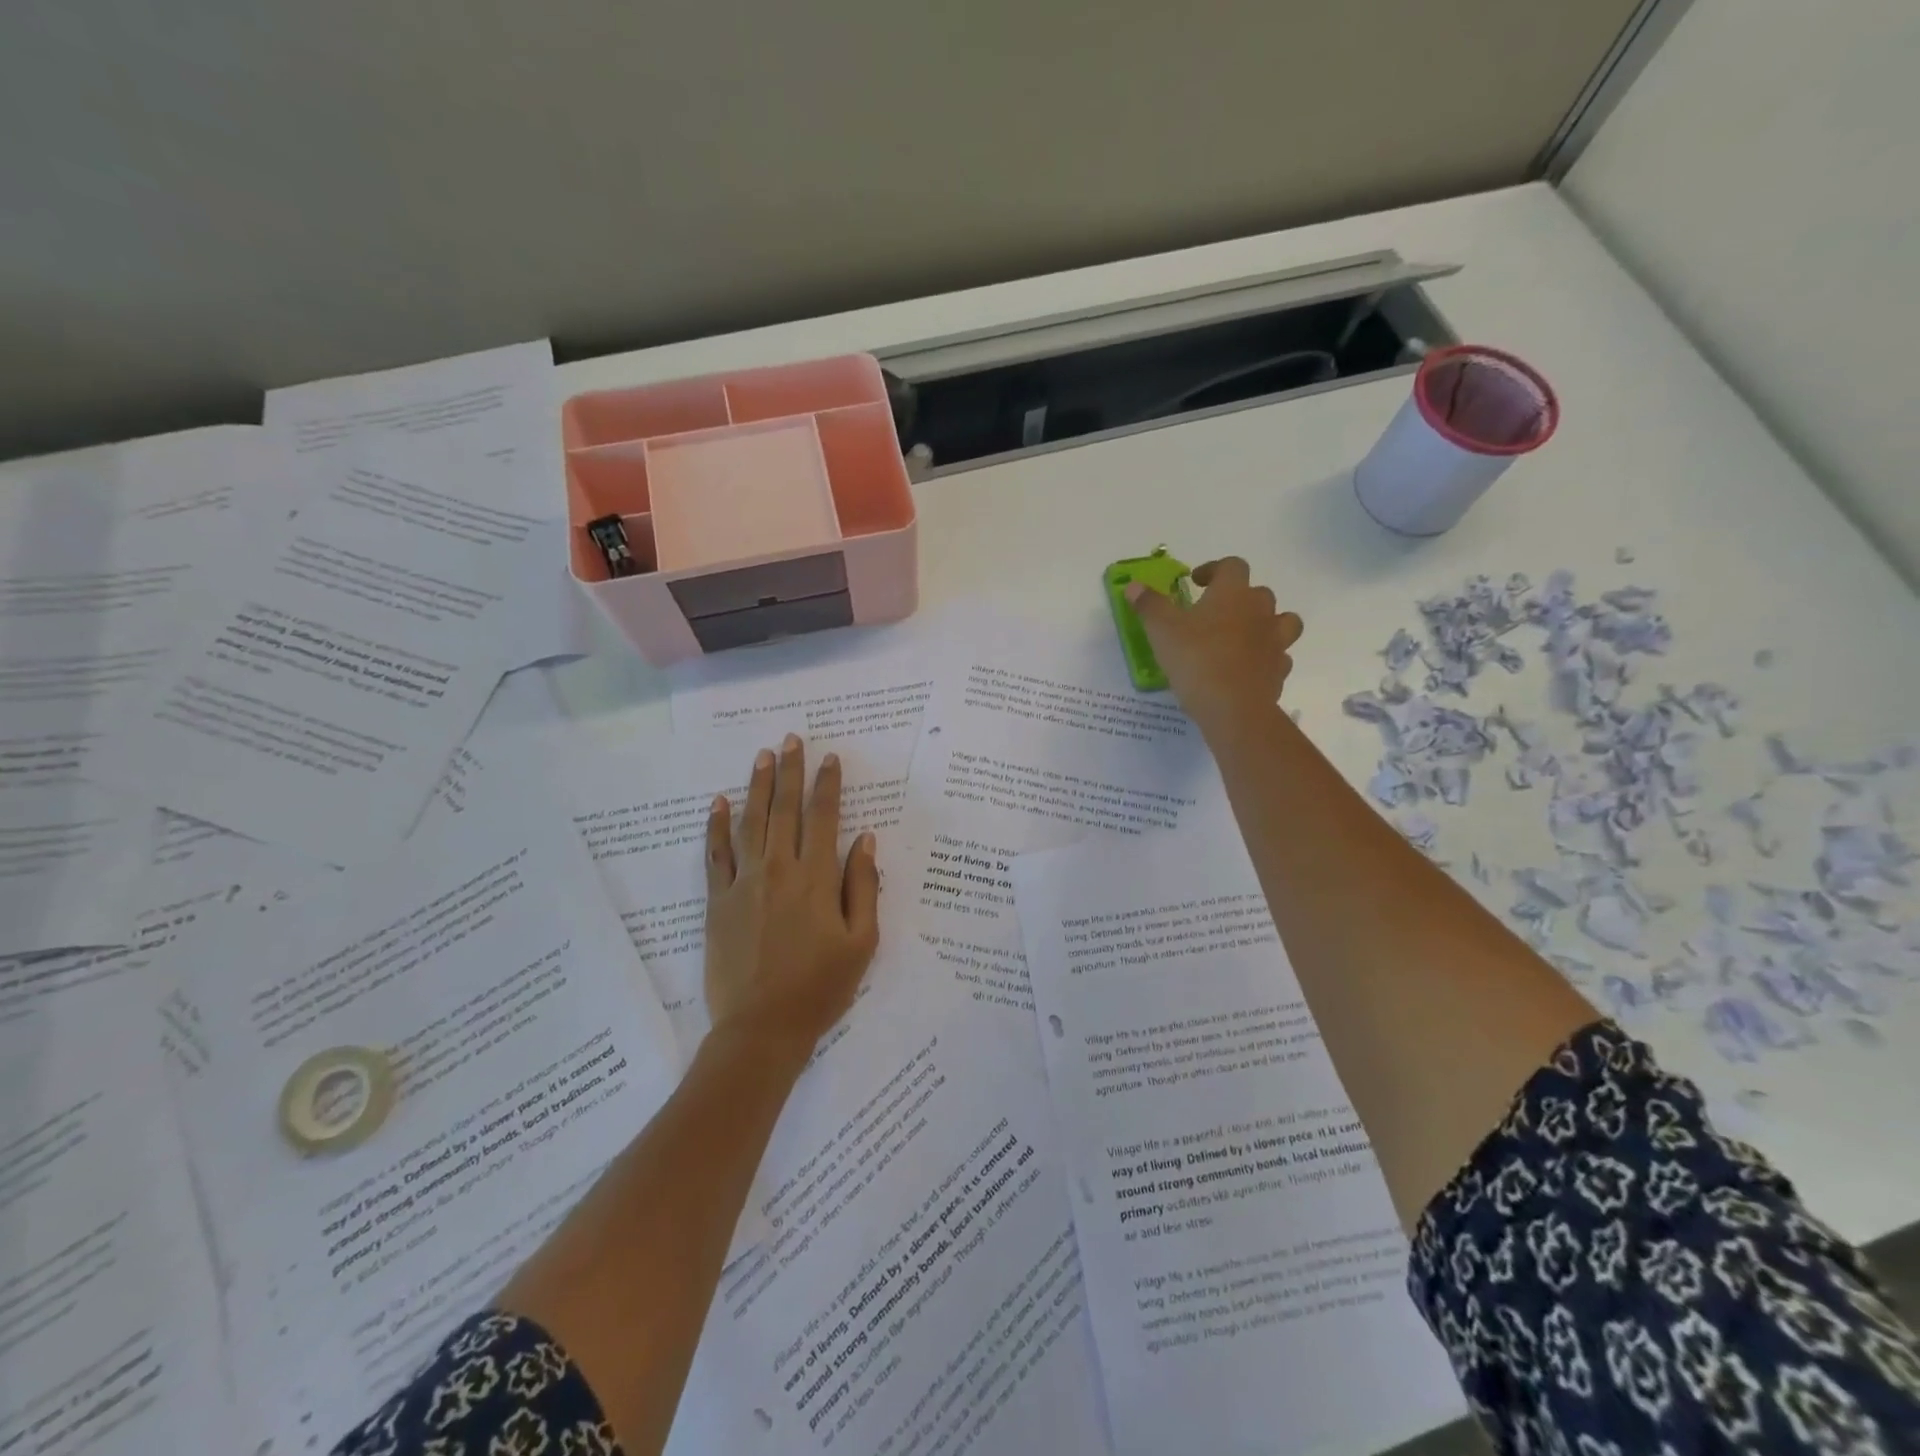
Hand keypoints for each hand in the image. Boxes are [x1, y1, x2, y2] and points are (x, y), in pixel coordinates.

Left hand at [704, 735, 880, 1064]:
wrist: (762, 1028)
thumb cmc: (821, 987)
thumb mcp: (862, 942)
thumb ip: (864, 886)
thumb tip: (865, 839)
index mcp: (817, 879)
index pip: (824, 818)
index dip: (827, 785)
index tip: (829, 758)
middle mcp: (779, 870)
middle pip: (785, 809)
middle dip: (789, 771)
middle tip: (791, 739)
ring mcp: (744, 884)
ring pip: (751, 823)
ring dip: (757, 786)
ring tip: (762, 756)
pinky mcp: (717, 902)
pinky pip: (715, 855)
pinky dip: (716, 827)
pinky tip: (718, 803)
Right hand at [1127, 557, 1303, 736]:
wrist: (1232, 707)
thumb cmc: (1195, 659)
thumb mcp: (1161, 630)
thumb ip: (1149, 605)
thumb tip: (1134, 586)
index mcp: (1232, 593)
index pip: (1232, 566)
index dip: (1215, 569)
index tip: (1197, 581)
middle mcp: (1260, 611)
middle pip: (1259, 592)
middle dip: (1239, 598)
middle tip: (1215, 613)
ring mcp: (1275, 641)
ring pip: (1282, 621)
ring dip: (1266, 624)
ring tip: (1244, 636)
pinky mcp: (1279, 670)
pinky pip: (1278, 657)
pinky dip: (1267, 658)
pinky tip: (1249, 668)